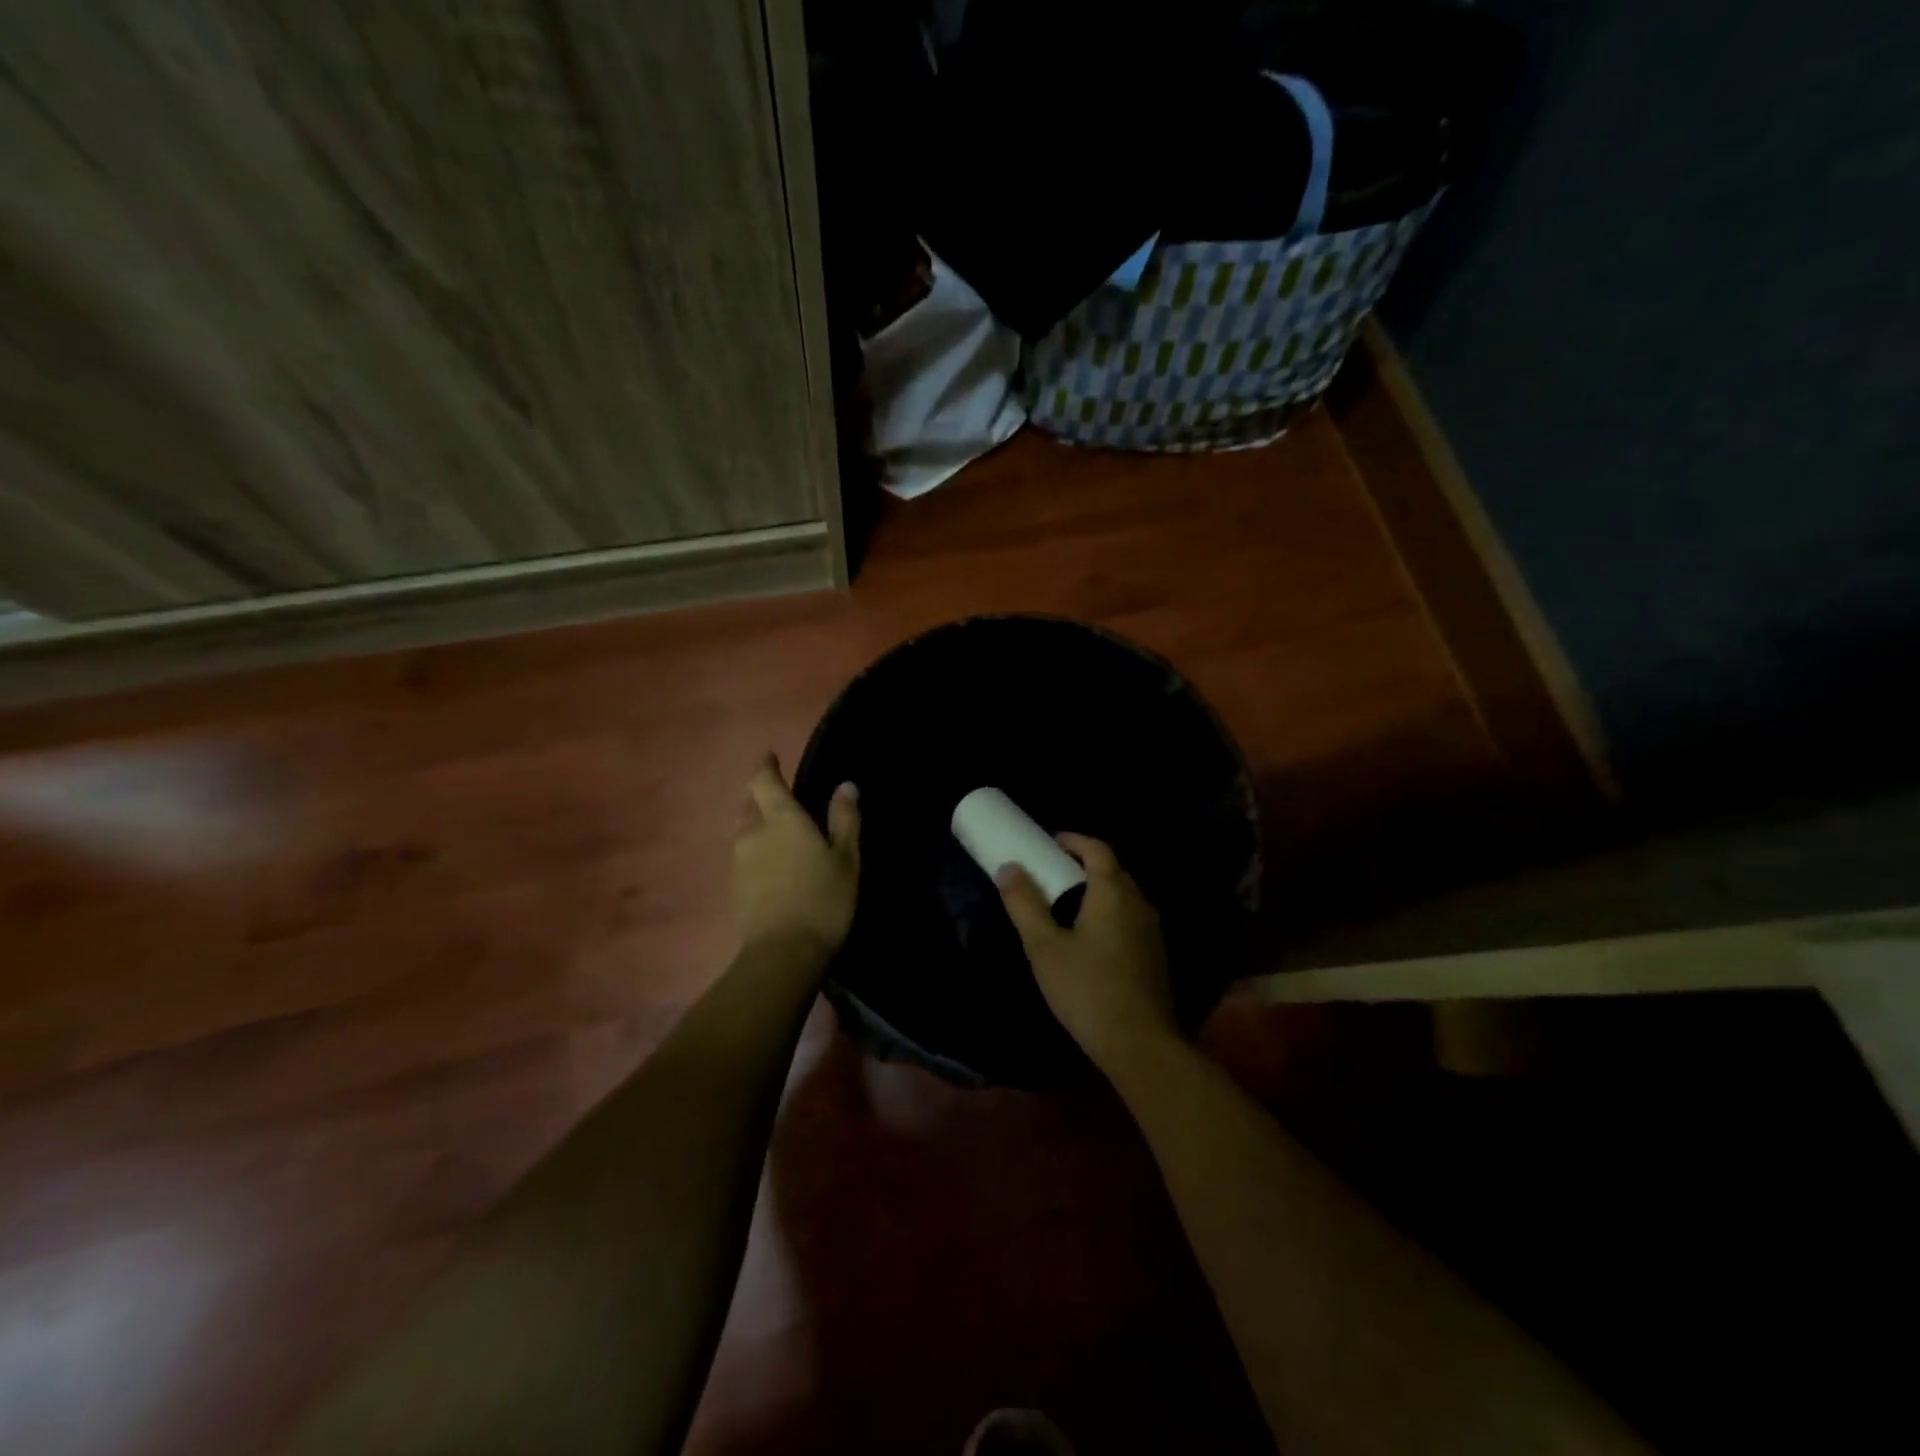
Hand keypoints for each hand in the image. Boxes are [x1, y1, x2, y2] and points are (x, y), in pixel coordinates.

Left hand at [732, 756, 859, 958]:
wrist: (783, 954)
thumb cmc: (823, 900)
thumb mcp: (846, 859)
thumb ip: (844, 820)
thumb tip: (846, 785)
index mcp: (781, 819)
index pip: (763, 780)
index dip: (766, 767)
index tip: (771, 758)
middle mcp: (753, 833)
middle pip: (748, 802)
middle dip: (759, 793)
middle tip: (776, 793)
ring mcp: (739, 861)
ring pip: (742, 829)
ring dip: (754, 821)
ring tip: (774, 827)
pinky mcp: (734, 887)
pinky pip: (742, 855)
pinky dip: (754, 849)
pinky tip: (769, 862)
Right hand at [997, 834, 1177, 1070]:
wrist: (1140, 1044)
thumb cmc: (1087, 989)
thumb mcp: (1044, 947)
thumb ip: (1025, 905)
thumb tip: (1010, 868)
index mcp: (1113, 893)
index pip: (1098, 850)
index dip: (1075, 841)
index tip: (1051, 842)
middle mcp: (1138, 904)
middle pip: (1113, 870)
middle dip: (1085, 864)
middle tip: (1054, 871)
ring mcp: (1152, 931)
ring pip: (1124, 896)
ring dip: (1098, 889)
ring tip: (1067, 902)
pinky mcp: (1155, 956)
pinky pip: (1130, 918)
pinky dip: (1109, 913)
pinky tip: (1090, 938)